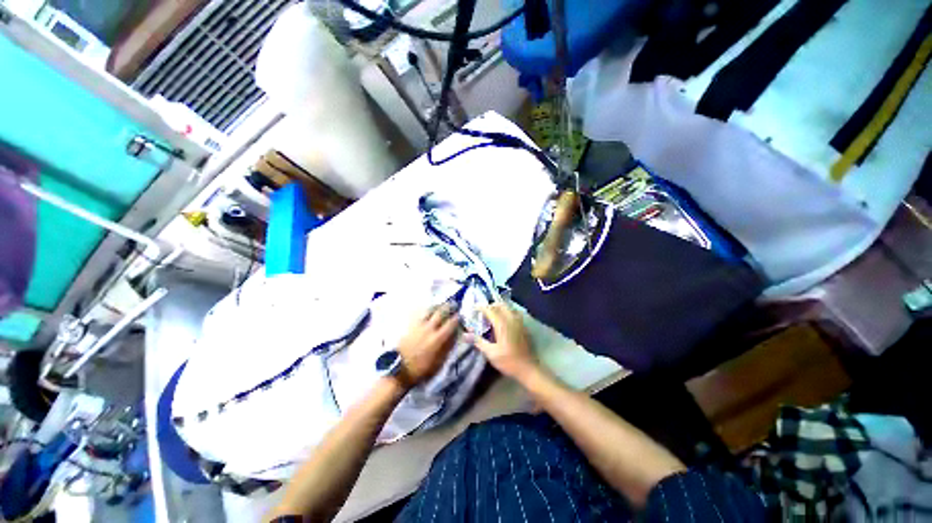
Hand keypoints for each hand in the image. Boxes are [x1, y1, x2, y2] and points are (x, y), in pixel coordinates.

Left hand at [395, 305, 460, 388]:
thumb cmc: (421, 369)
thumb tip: (455, 337)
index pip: (451, 323)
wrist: (399, 369)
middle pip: (440, 312)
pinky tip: (427, 311)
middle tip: (453, 304)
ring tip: (440, 305)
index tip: (461, 315)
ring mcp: (418, 326)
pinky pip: (419, 314)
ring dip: (436, 306)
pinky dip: (425, 310)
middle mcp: (429, 328)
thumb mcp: (439, 363)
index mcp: (438, 338)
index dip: (457, 318)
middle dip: (448, 307)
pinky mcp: (410, 326)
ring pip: (429, 310)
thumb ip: (448, 348)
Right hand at [466, 303, 538, 381]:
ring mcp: (519, 322)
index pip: (490, 309)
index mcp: (502, 324)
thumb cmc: (508, 361)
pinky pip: (514, 313)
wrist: (528, 369)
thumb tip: (465, 335)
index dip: (481, 307)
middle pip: (500, 305)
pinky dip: (507, 312)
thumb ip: (478, 341)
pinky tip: (503, 320)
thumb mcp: (491, 353)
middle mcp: (511, 319)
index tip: (473, 308)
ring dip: (499, 307)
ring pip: (508, 308)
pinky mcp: (523, 326)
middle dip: (490, 306)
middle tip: (482, 311)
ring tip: (492, 314)